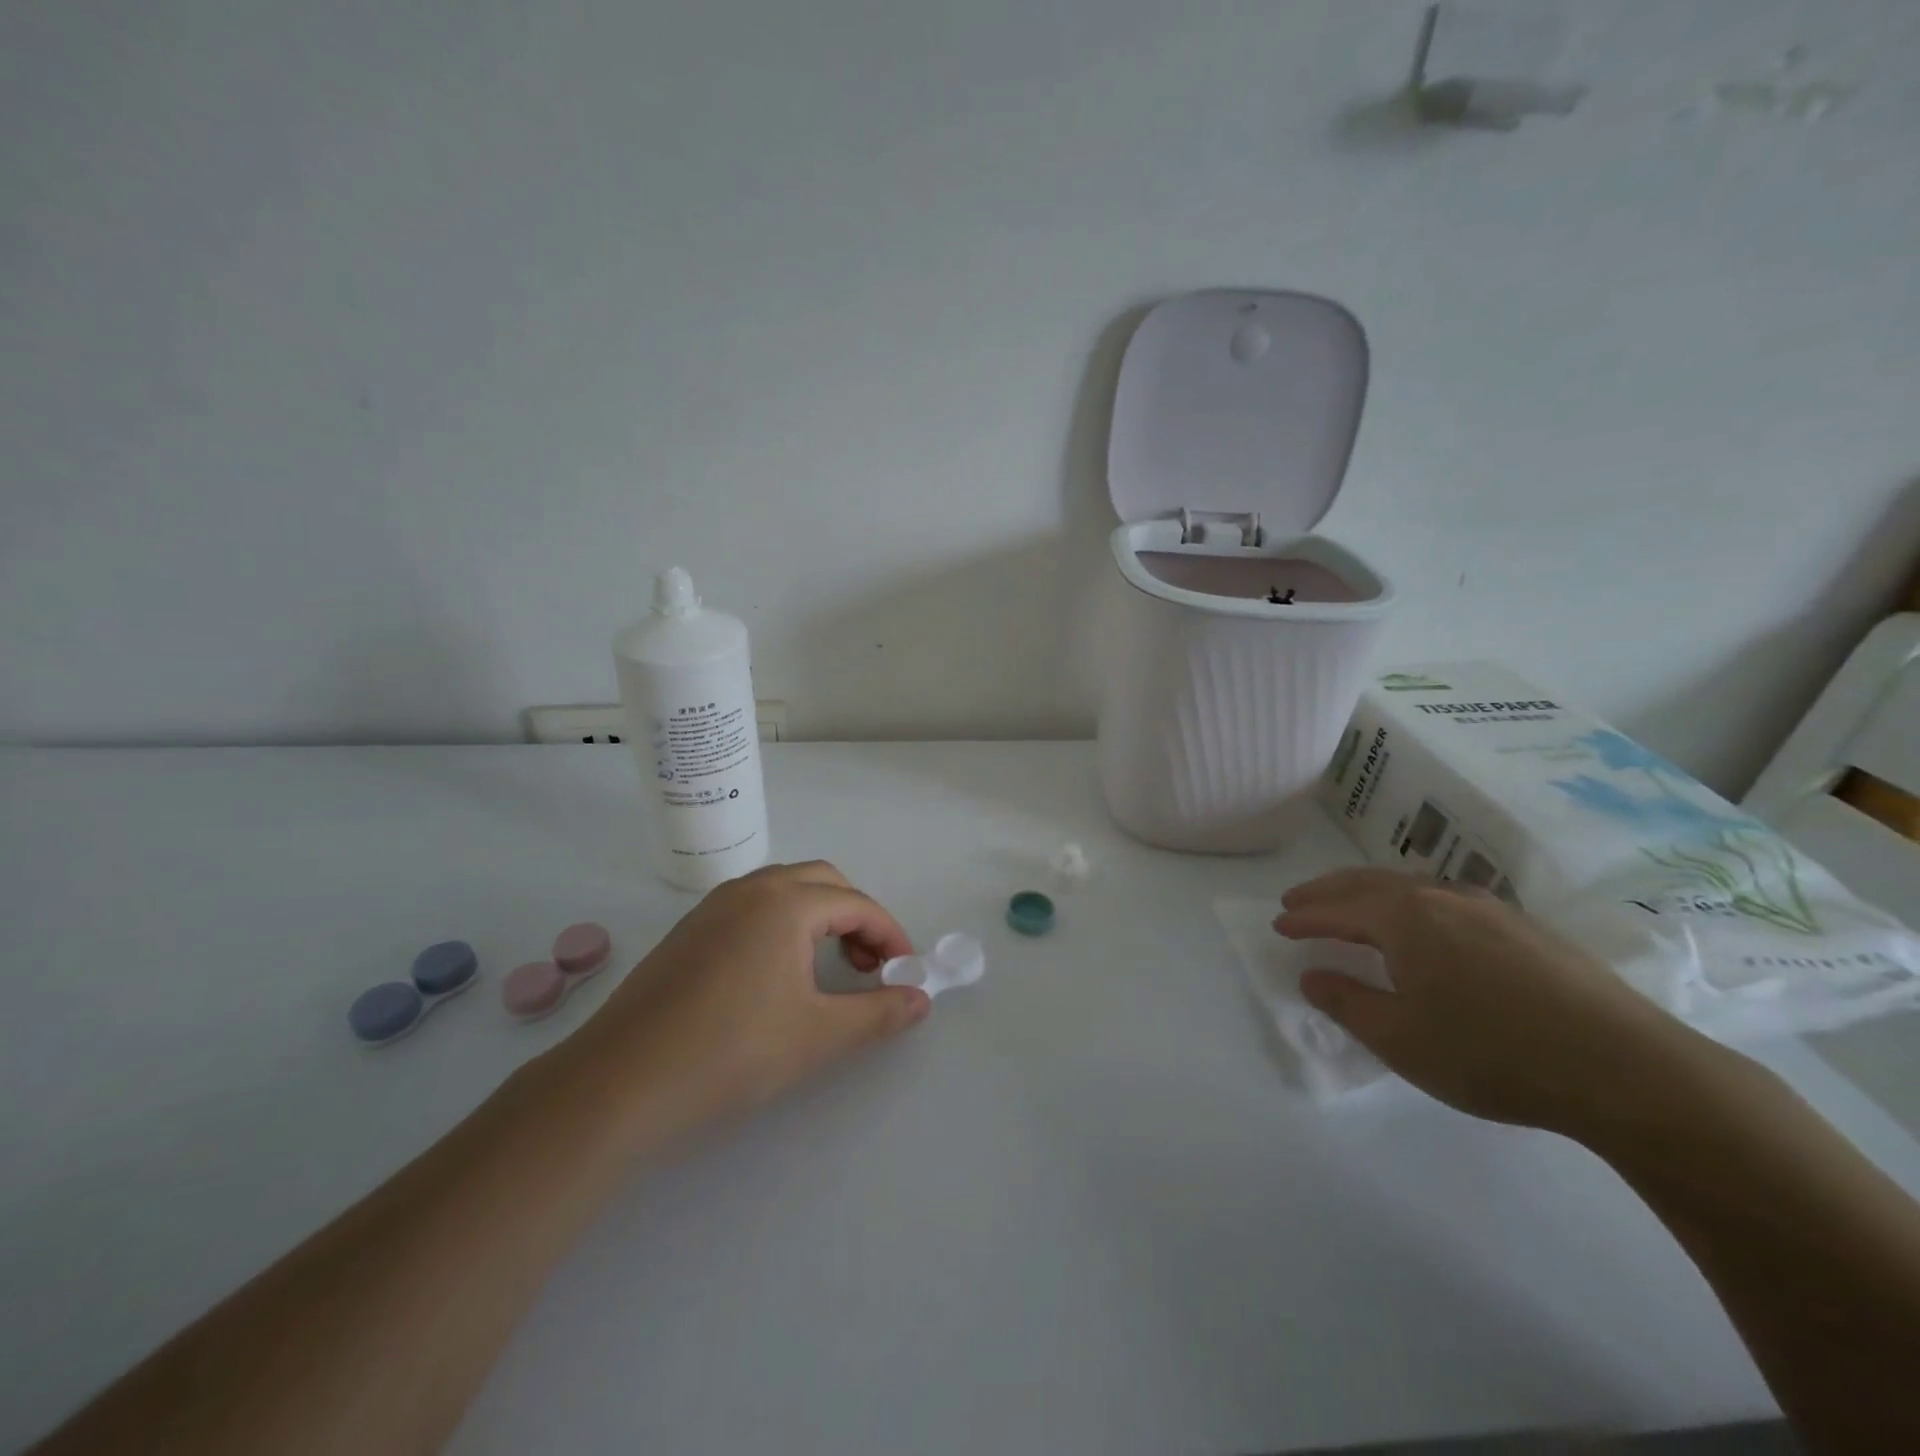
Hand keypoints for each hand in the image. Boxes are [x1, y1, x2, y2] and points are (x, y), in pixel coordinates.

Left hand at [562, 861, 929, 1143]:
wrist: (621, 1082)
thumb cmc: (732, 1051)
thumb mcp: (819, 1035)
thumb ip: (878, 1013)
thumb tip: (921, 1000)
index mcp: (786, 902)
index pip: (857, 904)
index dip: (890, 935)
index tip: (906, 971)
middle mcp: (751, 889)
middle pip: (823, 882)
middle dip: (857, 917)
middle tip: (869, 965)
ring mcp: (713, 907)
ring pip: (784, 890)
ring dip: (819, 917)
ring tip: (829, 967)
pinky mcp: (688, 930)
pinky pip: (752, 907)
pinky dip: (783, 924)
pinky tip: (777, 973)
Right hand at [1275, 868, 1709, 1135]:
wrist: (1629, 1071)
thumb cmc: (1494, 1054)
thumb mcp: (1401, 1039)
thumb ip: (1347, 1003)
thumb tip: (1312, 976)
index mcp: (1405, 918)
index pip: (1337, 909)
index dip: (1304, 917)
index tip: (1277, 924)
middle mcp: (1442, 897)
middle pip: (1369, 883)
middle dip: (1329, 892)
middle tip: (1299, 901)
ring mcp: (1490, 909)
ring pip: (1412, 886)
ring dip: (1371, 894)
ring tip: (1354, 910)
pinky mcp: (1528, 929)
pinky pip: (1448, 900)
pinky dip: (1413, 904)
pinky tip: (1426, 928)